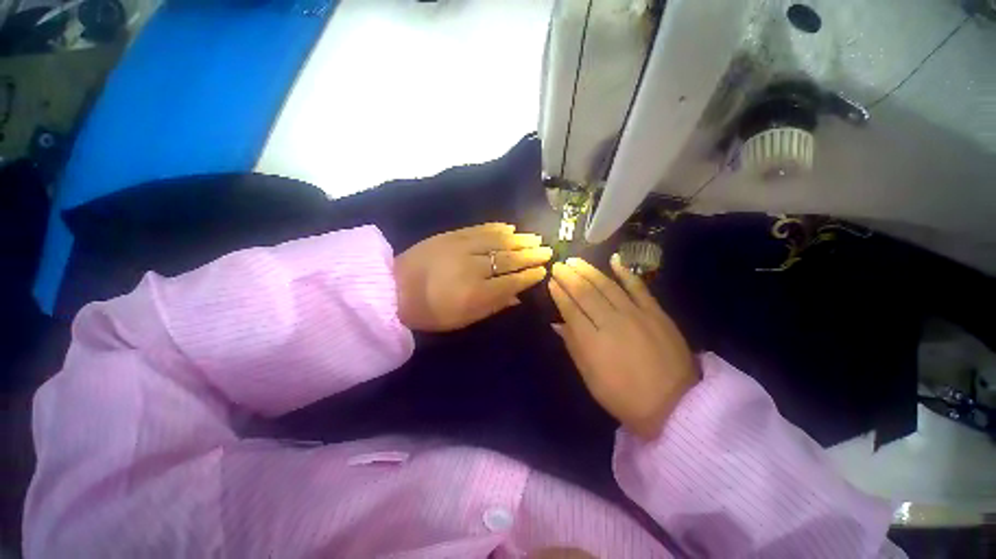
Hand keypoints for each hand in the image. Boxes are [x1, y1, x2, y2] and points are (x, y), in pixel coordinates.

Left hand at [395, 223, 552, 331]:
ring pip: (498, 241)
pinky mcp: (451, 235)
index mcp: (476, 293)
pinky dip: (497, 228)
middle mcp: (473, 267)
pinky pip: (480, 229)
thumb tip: (518, 297)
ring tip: (535, 238)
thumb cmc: (430, 312)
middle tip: (547, 250)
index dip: (529, 276)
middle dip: (531, 255)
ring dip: (519, 239)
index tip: (543, 270)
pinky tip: (510, 227)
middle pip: (509, 259)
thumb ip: (494, 306)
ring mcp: (462, 247)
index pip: (512, 282)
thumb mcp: (463, 319)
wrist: (393, 288)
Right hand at [548, 255, 696, 438]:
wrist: (675, 405)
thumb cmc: (624, 396)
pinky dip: (625, 272)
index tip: (551, 282)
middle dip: (569, 277)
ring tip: (575, 261)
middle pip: (585, 293)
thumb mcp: (590, 378)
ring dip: (588, 271)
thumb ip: (573, 346)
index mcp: (592, 341)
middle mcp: (611, 322)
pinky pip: (638, 287)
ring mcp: (635, 314)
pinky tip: (614, 260)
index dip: (559, 294)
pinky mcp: (655, 312)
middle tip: (559, 265)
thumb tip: (556, 323)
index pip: (570, 309)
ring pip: (607, 286)